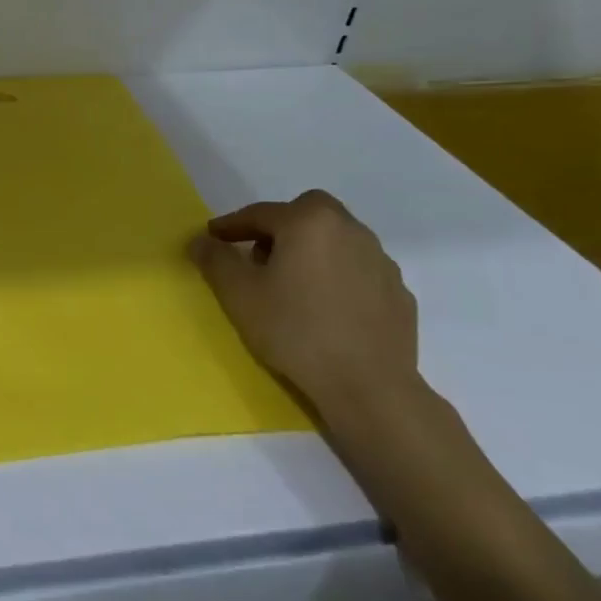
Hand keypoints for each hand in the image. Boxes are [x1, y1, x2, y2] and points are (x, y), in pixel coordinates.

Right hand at [187, 189, 417, 422]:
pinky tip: (326, 306)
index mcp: (310, 222)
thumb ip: (215, 259)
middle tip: (260, 254)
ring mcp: (381, 262)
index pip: (260, 213)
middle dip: (281, 226)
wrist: (369, 388)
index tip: (212, 238)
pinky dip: (338, 276)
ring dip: (312, 249)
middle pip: (308, 212)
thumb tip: (201, 240)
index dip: (231, 225)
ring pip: (337, 239)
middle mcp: (350, 231)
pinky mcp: (399, 294)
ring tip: (293, 282)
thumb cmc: (295, 330)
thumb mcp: (238, 294)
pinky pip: (358, 270)